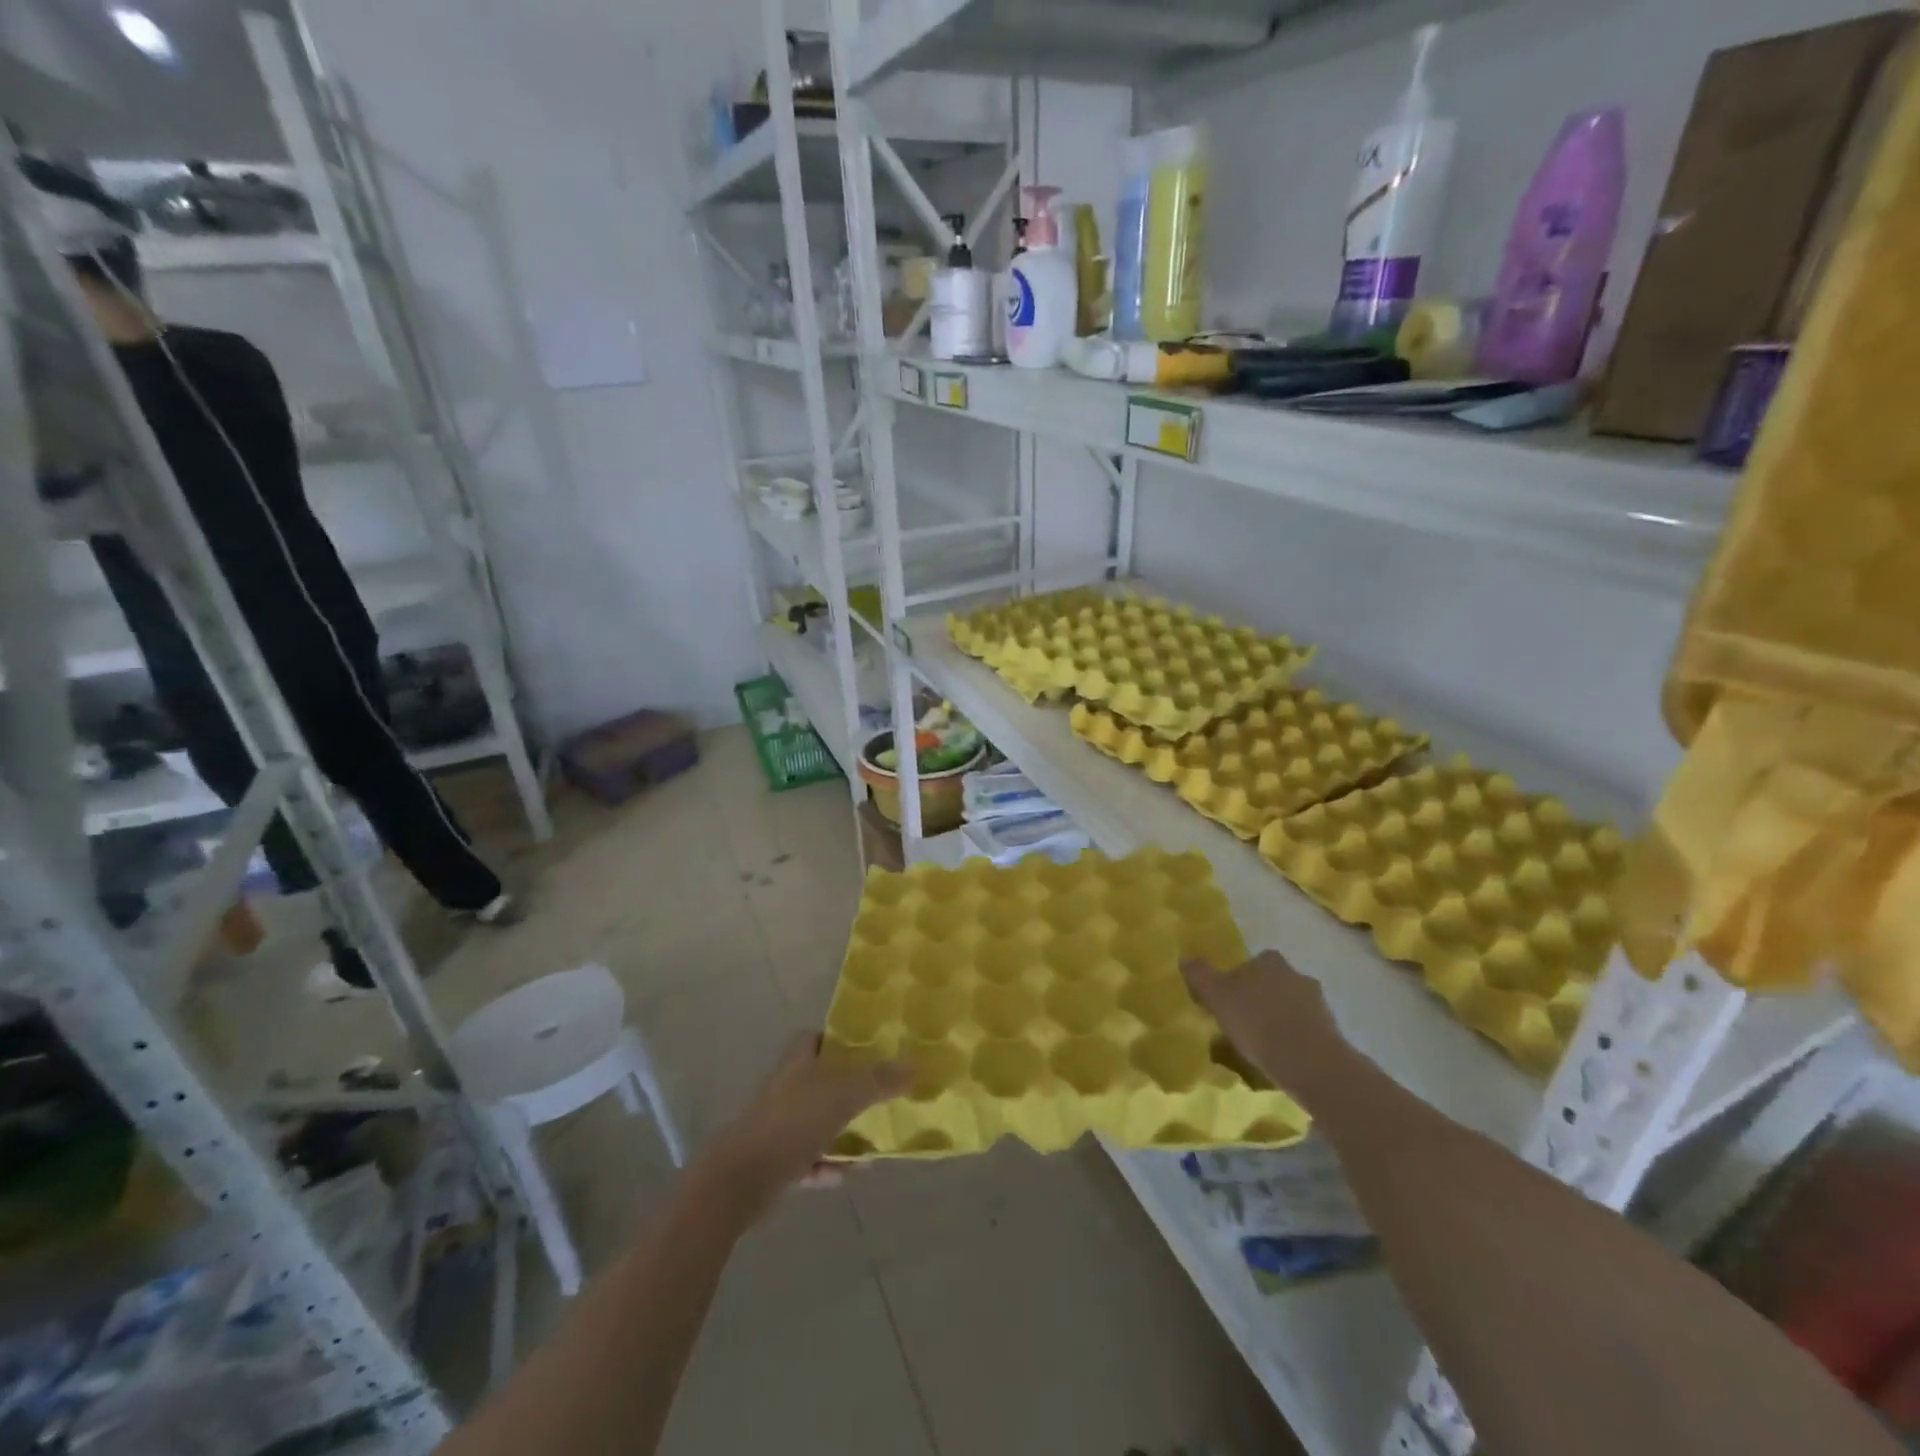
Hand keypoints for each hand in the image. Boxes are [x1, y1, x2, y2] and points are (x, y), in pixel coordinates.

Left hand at [696, 1034, 907, 1224]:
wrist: (740, 1179)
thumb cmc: (792, 1122)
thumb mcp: (843, 1095)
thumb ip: (879, 1079)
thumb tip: (916, 1064)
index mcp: (797, 1062)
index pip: (815, 1038)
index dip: (838, 1040)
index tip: (868, 1048)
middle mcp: (785, 1088)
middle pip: (819, 1080)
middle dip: (847, 1088)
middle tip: (880, 1094)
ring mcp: (777, 1125)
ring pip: (816, 1122)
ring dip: (841, 1131)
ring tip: (872, 1140)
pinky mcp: (773, 1162)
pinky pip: (808, 1160)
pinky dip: (827, 1165)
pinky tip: (848, 1174)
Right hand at [1183, 951, 1351, 1101]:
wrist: (1311, 1063)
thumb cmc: (1258, 1023)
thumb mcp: (1217, 997)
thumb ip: (1200, 975)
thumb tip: (1186, 958)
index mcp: (1269, 961)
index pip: (1250, 964)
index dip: (1236, 981)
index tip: (1227, 1002)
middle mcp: (1296, 975)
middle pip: (1271, 984)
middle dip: (1259, 1000)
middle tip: (1241, 1024)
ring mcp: (1318, 1003)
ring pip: (1289, 1007)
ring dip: (1277, 1021)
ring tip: (1260, 1047)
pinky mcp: (1332, 1031)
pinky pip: (1304, 1031)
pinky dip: (1293, 1041)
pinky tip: (1280, 1059)